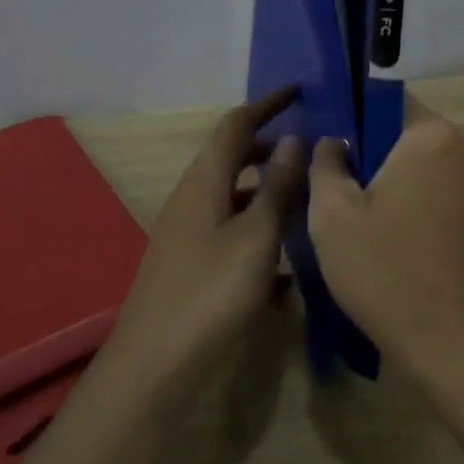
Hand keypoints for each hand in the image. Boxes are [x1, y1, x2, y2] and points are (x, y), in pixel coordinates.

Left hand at [107, 88, 306, 385]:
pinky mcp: (192, 269)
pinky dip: (260, 235)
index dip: (266, 105)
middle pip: (232, 158)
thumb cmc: (209, 294)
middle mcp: (192, 200)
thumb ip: (278, 187)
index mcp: (204, 182)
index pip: (235, 125)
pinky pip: (232, 235)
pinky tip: (289, 270)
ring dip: (268, 192)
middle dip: (270, 148)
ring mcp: (189, 236)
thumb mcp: (256, 237)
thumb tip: (296, 139)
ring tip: (308, 202)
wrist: (152, 371)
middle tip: (310, 150)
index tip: (298, 92)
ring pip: (234, 198)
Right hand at [307, 110, 463, 382]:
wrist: (449, 341)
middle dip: (370, 151)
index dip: (349, 122)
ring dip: (391, 175)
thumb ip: (324, 161)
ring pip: (419, 157)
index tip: (327, 153)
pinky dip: (412, 193)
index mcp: (432, 132)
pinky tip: (388, 228)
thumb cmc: (385, 269)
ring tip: (359, 212)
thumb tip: (333, 140)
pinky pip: (437, 179)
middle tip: (336, 188)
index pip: (381, 101)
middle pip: (402, 129)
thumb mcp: (332, 214)